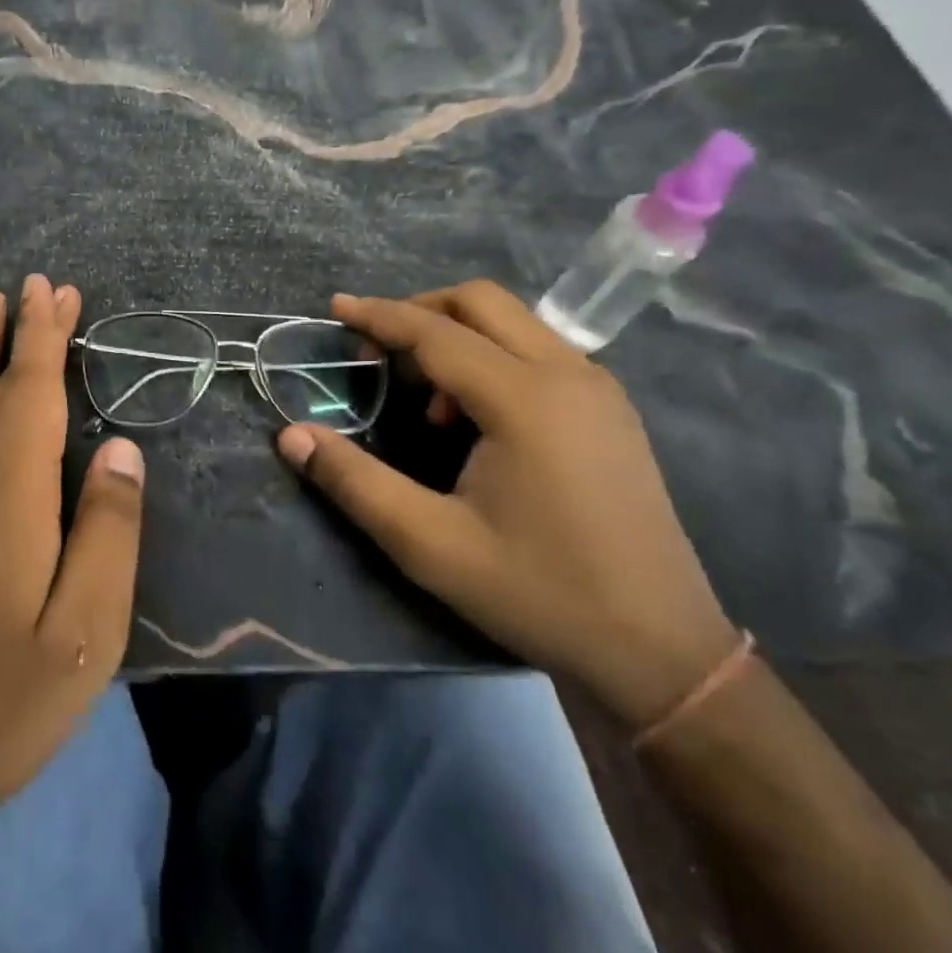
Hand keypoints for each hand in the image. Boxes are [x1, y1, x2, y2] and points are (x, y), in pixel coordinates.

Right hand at [276, 279, 737, 727]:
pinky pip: (541, 351)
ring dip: (459, 335)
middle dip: (420, 310)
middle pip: (482, 303)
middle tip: (374, 346)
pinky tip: (475, 417)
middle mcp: (569, 374)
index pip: (436, 333)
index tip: (335, 307)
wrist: (659, 649)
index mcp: (524, 399)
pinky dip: (494, 356)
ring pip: (516, 323)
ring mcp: (599, 389)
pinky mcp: (612, 411)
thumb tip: (291, 436)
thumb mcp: (430, 545)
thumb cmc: (538, 593)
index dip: (379, 316)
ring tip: (424, 395)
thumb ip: (355, 482)